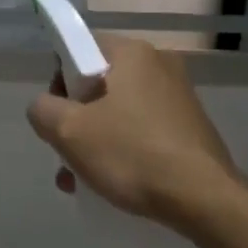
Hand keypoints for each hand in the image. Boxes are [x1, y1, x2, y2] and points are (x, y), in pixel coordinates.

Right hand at [26, 33, 240, 225]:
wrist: (204, 199)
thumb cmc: (132, 154)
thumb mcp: (70, 131)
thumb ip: (43, 110)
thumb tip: (44, 107)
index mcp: (132, 52)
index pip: (80, 48)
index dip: (59, 80)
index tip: (58, 115)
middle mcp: (159, 64)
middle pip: (98, 83)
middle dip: (76, 119)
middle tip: (67, 153)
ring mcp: (178, 96)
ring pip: (119, 111)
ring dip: (94, 141)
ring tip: (81, 181)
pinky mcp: (190, 126)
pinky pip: (142, 129)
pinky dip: (123, 149)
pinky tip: (111, 183)